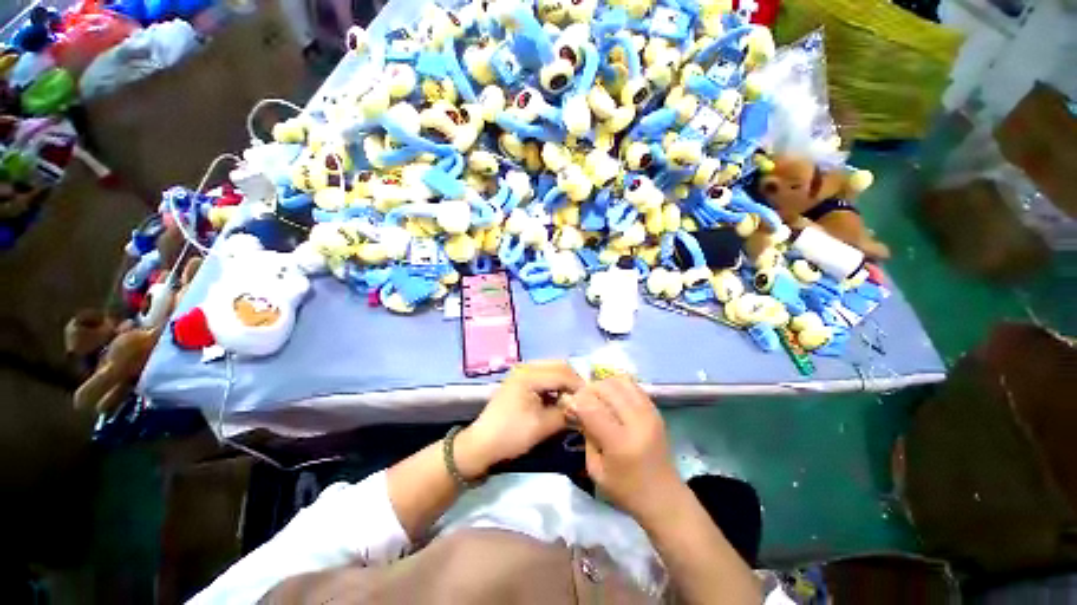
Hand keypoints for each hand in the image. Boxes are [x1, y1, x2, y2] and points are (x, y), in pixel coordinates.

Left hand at [456, 361, 584, 478]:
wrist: (482, 444)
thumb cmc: (511, 434)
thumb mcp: (542, 426)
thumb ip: (566, 413)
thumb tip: (585, 408)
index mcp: (529, 375)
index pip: (563, 374)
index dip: (580, 386)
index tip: (594, 400)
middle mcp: (526, 367)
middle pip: (558, 366)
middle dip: (573, 381)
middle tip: (585, 399)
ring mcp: (522, 372)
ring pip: (552, 370)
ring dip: (564, 383)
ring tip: (575, 400)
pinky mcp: (521, 380)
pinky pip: (544, 377)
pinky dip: (555, 386)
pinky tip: (560, 399)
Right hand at [569, 375, 683, 521]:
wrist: (664, 497)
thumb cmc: (625, 490)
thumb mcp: (595, 469)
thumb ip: (586, 434)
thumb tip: (576, 406)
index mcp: (620, 443)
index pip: (591, 408)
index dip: (576, 401)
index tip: (568, 404)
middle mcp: (637, 422)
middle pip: (606, 388)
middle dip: (588, 390)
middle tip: (581, 401)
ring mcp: (649, 413)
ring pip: (619, 381)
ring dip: (603, 385)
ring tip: (597, 398)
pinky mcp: (655, 410)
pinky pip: (632, 385)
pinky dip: (617, 386)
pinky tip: (611, 397)